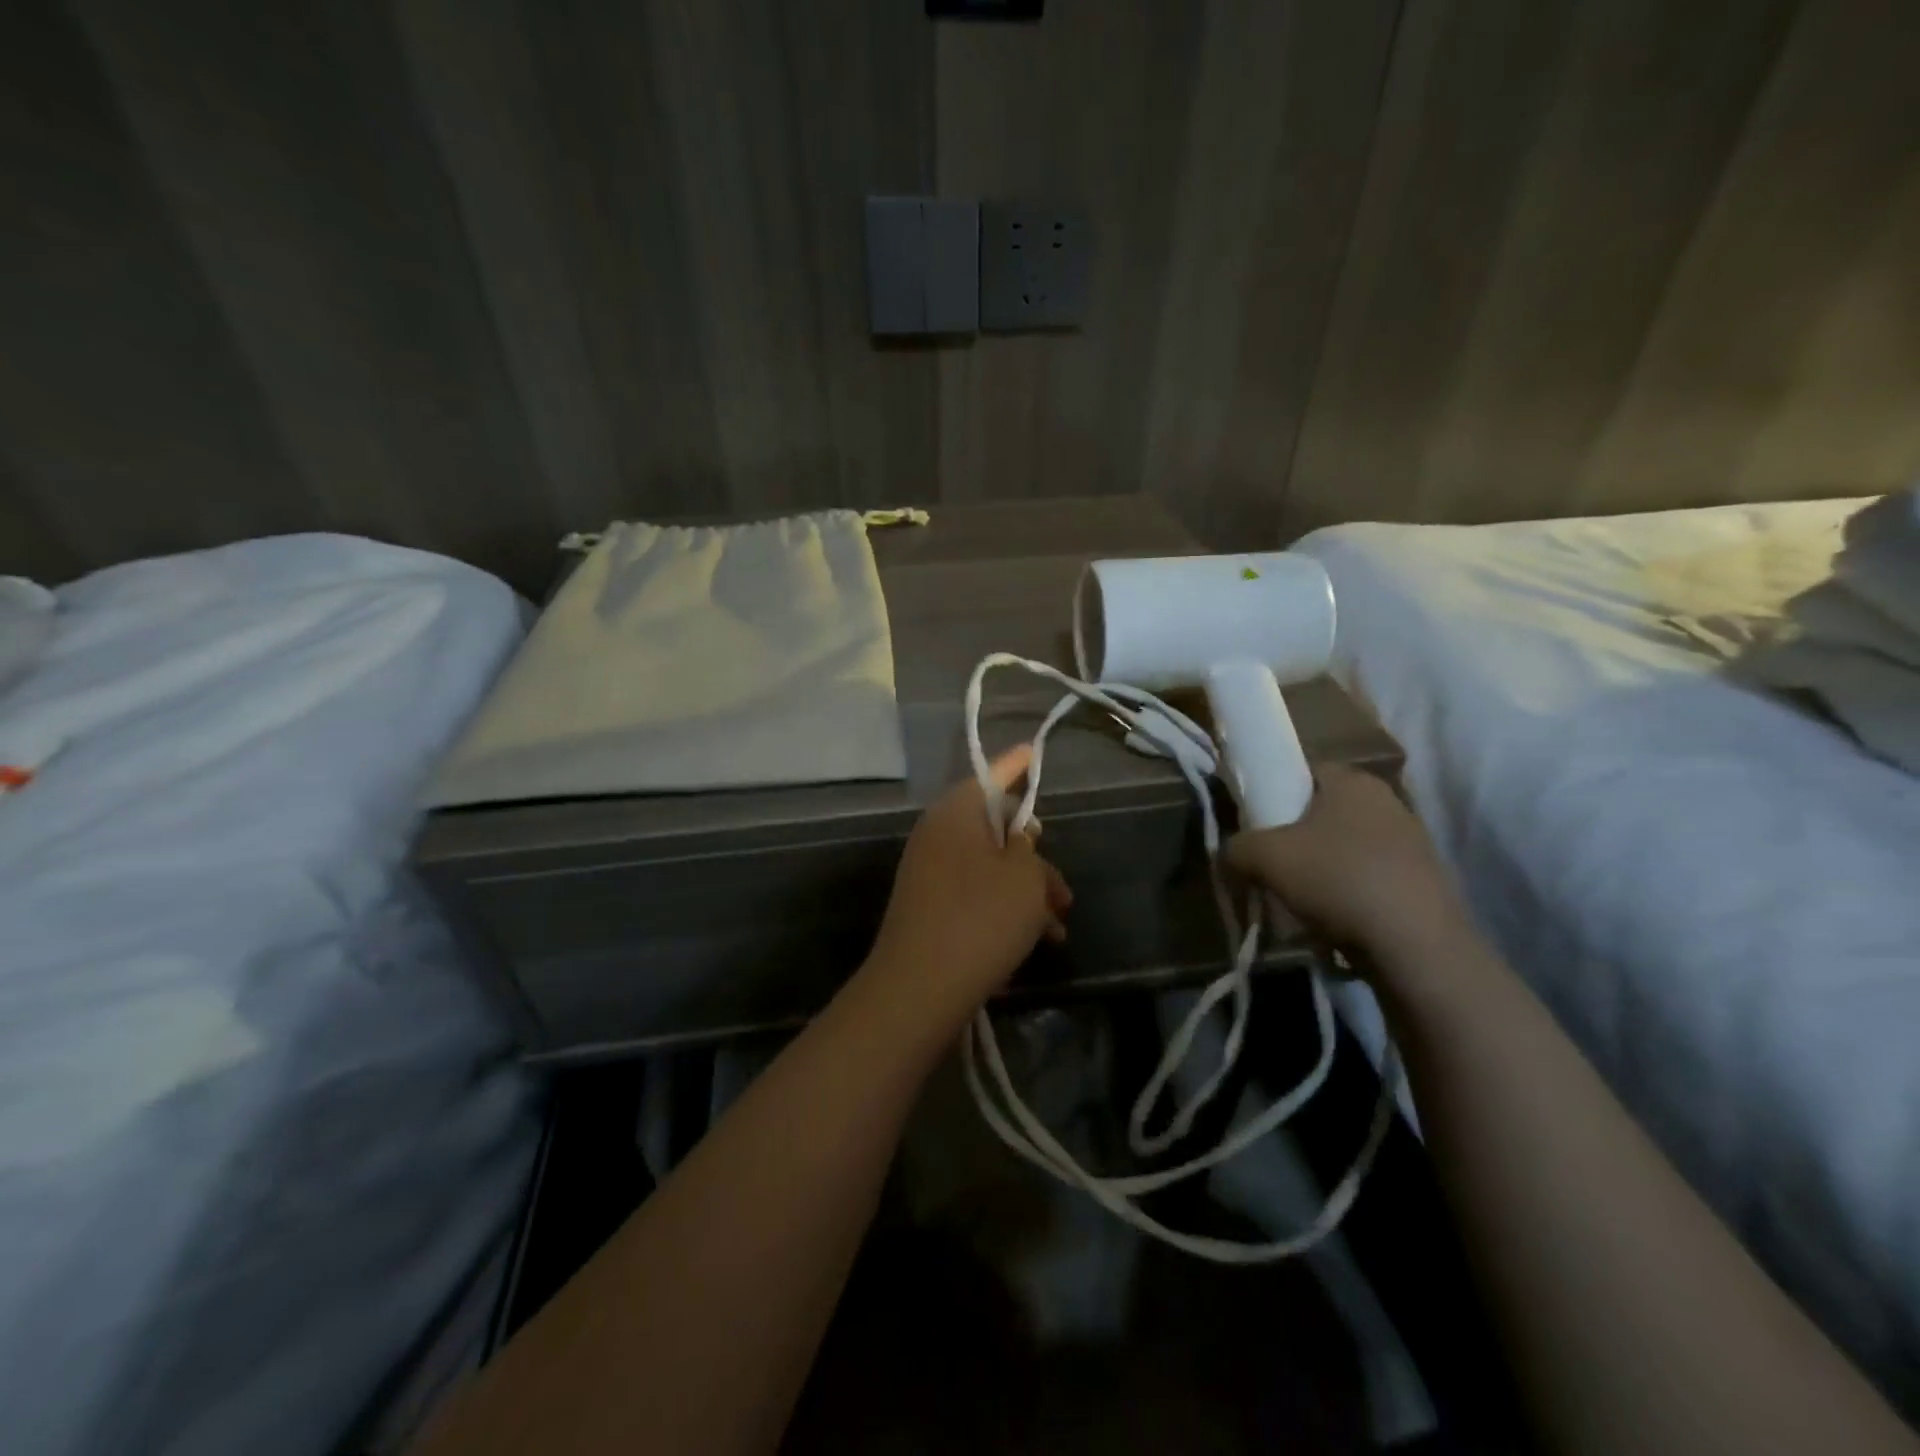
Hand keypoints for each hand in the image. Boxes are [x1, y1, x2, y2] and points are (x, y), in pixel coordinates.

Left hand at [864, 745, 1072, 1019]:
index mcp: (956, 813)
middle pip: (995, 829)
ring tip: (1058, 928)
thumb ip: (1028, 847)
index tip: (1033, 751)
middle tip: (1064, 892)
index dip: (1018, 764)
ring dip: (1026, 892)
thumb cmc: (981, 919)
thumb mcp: (1024, 877)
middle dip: (1034, 858)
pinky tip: (1032, 941)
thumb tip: (1019, 835)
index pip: (992, 775)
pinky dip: (1004, 909)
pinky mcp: (929, 907)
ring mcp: (929, 872)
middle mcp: (938, 835)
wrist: (919, 989)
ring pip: (990, 868)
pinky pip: (975, 894)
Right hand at [1226, 763, 1463, 960]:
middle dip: (1296, 835)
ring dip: (1322, 868)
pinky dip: (1348, 893)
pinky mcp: (1425, 882)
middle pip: (1324, 811)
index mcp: (1352, 780)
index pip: (1304, 770)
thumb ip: (1237, 846)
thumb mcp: (1263, 857)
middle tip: (1271, 862)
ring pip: (1347, 847)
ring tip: (1299, 898)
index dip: (1274, 792)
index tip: (1255, 822)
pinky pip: (1370, 878)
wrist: (1416, 946)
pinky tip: (1334, 919)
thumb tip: (1232, 852)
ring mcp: (1413, 843)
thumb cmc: (1336, 879)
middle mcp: (1387, 801)